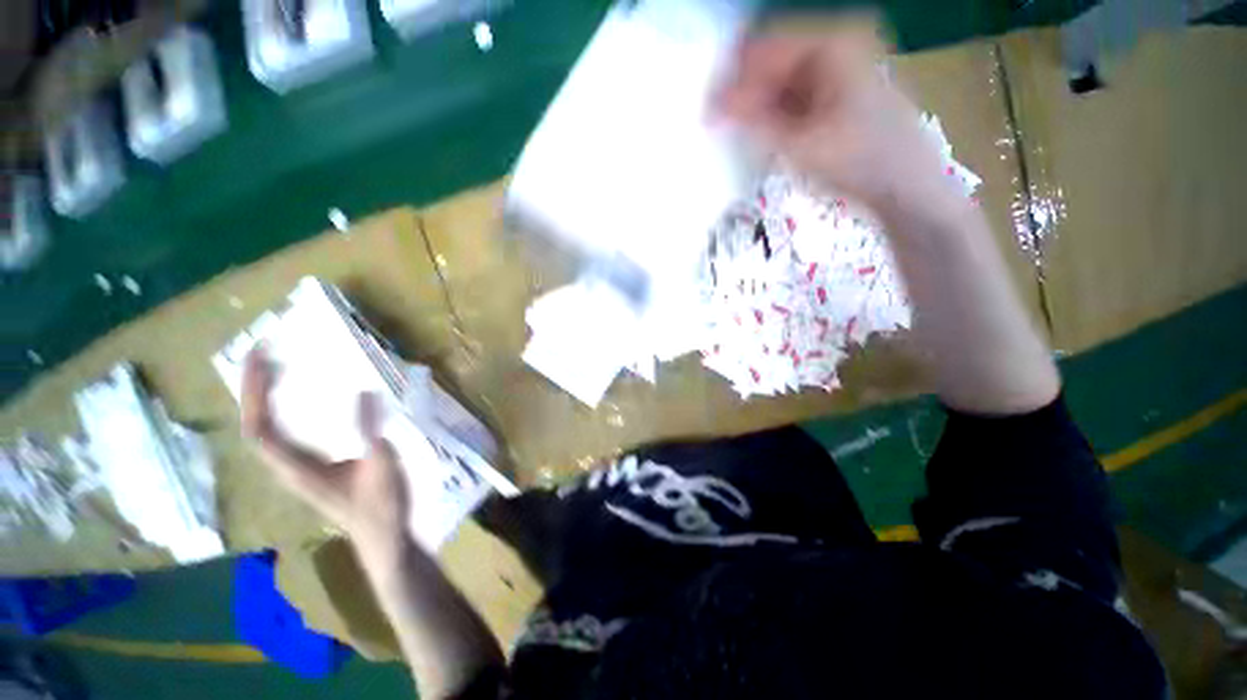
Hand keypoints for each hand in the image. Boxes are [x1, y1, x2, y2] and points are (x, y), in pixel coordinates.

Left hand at [240, 347, 408, 552]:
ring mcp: (298, 468)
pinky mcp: (312, 467)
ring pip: (268, 429)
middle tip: (266, 354)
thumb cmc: (381, 504)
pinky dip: (285, 410)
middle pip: (257, 425)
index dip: (256, 394)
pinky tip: (300, 398)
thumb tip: (363, 391)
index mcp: (299, 469)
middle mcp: (289, 467)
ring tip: (276, 368)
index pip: (260, 429)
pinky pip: (286, 433)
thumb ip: (369, 430)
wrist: (383, 536)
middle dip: (255, 389)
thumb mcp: (381, 464)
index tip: (262, 360)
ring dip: (267, 397)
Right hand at [714, 16, 959, 219]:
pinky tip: (760, 138)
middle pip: (772, 67)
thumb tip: (713, 107)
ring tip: (734, 138)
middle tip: (717, 130)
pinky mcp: (836, 99)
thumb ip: (752, 122)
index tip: (706, 114)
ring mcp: (837, 75)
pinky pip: (794, 101)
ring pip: (781, 86)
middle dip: (743, 97)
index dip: (731, 82)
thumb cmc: (856, 161)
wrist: (904, 187)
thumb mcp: (797, 143)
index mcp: (828, 46)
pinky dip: (774, 118)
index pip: (763, 53)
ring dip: (756, 110)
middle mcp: (833, 50)